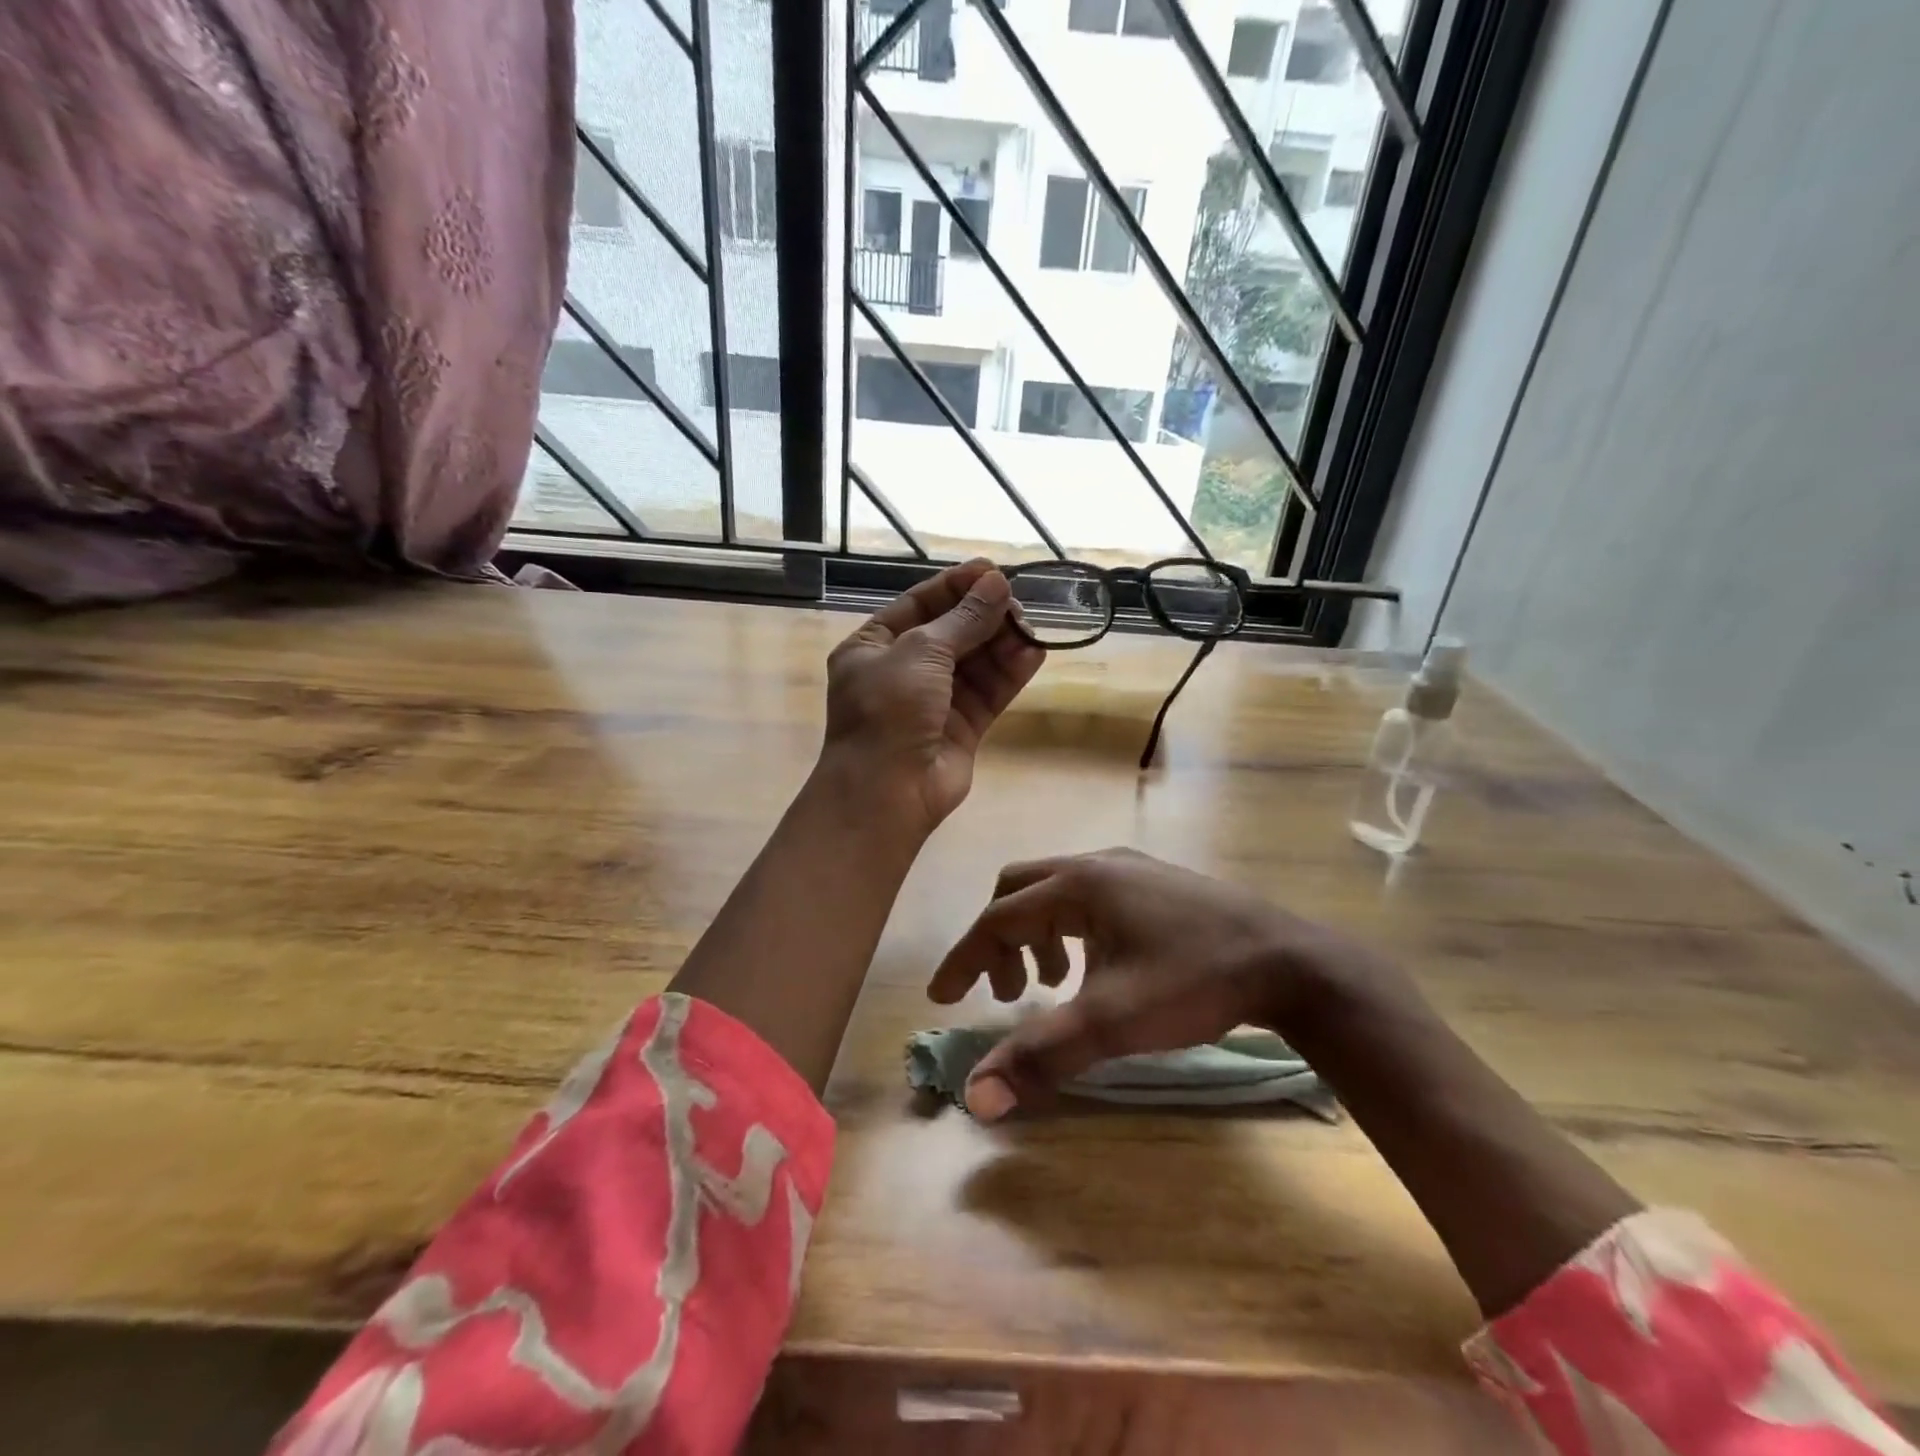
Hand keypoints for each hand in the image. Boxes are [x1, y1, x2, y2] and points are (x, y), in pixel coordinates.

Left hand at [821, 559, 1045, 838]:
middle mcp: (902, 671)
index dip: (956, 586)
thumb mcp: (920, 652)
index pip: (918, 605)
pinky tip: (1034, 653)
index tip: (993, 571)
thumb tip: (997, 585)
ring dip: (1001, 643)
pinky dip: (1010, 673)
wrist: (887, 792)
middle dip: (983, 616)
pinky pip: (988, 692)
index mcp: (873, 647)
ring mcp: (933, 701)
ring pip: (974, 663)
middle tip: (1018, 603)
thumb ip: (963, 620)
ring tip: (1030, 627)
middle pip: (951, 632)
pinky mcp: (961, 728)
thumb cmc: (889, 710)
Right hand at [928, 848, 1406, 1120]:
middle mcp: (1096, 864)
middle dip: (999, 941)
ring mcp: (1130, 868)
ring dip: (1038, 936)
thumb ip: (1041, 1055)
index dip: (965, 959)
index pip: (998, 919)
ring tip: (1052, 985)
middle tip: (1005, 995)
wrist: (1289, 962)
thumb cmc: (1193, 982)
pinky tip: (1098, 969)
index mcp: (1077, 885)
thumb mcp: (1112, 1022)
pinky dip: (1072, 931)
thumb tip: (976, 1097)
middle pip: (1019, 891)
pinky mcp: (1156, 883)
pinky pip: (1090, 898)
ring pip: (1056, 892)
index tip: (942, 998)